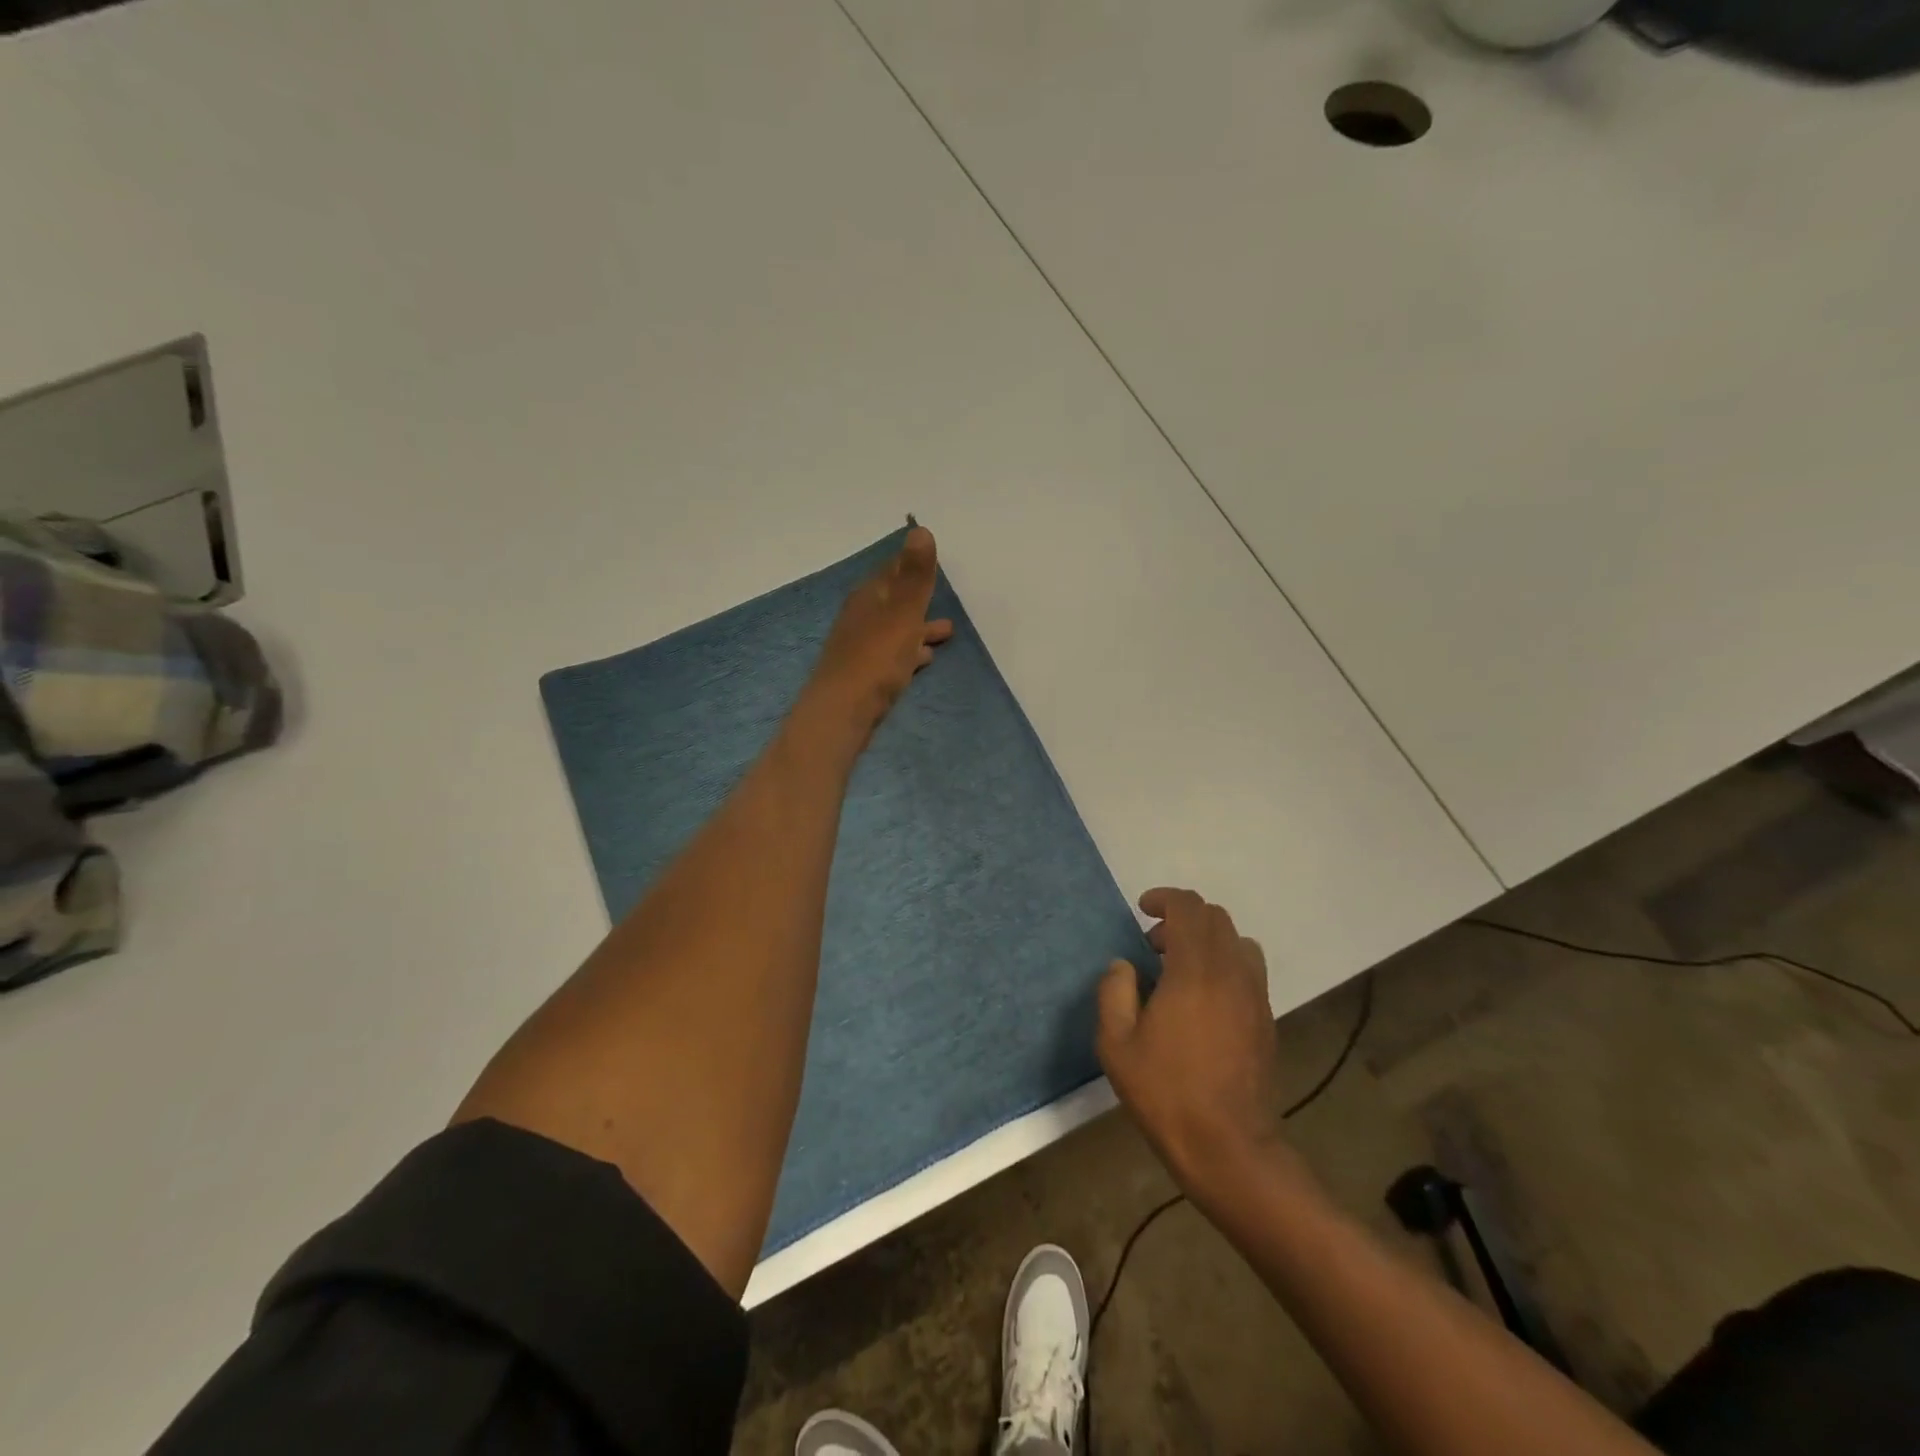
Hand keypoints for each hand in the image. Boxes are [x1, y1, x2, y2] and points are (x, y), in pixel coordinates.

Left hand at [801, 526, 953, 744]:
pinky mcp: (865, 676)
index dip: (912, 565)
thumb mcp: (902, 613)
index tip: (931, 562)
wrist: (842, 712)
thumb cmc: (876, 659)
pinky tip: (924, 661)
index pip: (892, 571)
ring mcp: (861, 648)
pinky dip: (910, 652)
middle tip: (944, 597)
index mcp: (869, 597)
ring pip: (895, 630)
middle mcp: (862, 618)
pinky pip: (893, 655)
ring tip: (947, 632)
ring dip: (919, 627)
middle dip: (919, 599)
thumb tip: (921, 529)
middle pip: (894, 601)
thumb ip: (914, 576)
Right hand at [1097, 888, 1299, 1199]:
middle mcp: (1231, 972)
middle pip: (1215, 917)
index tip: (1142, 910)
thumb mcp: (1116, 1044)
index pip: (1189, 908)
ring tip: (1181, 969)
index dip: (1164, 899)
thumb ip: (1114, 992)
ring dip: (1207, 940)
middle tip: (1154, 946)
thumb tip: (1124, 965)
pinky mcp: (1266, 1018)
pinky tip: (1203, 999)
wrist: (1228, 1147)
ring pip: (1237, 940)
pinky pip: (1249, 969)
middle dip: (1182, 918)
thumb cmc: (1166, 1092)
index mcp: (1194, 971)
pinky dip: (1225, 964)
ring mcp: (1254, 995)